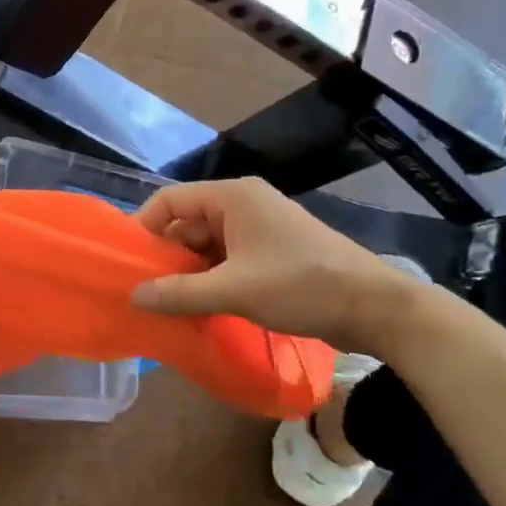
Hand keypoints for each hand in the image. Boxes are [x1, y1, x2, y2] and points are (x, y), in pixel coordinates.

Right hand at [130, 177, 427, 355]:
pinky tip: (200, 306)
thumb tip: (133, 296)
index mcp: (233, 197)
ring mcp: (258, 228)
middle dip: (166, 256)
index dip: (145, 228)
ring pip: (205, 244)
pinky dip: (210, 279)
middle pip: (186, 222)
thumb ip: (179, 293)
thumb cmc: (301, 285)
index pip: (170, 199)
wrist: (375, 308)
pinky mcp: (270, 251)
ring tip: (170, 304)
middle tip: (148, 292)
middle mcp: (243, 204)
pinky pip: (226, 258)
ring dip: (188, 272)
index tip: (130, 264)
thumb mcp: (233, 290)